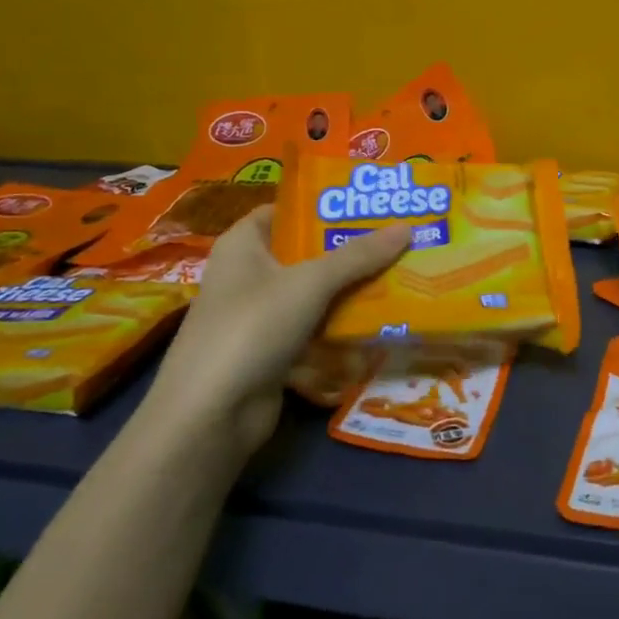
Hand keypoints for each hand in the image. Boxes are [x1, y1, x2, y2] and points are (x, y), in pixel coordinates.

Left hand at [143, 207, 411, 458]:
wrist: (211, 415)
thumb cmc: (251, 328)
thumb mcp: (310, 283)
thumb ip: (358, 256)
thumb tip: (407, 227)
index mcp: (244, 244)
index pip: (287, 210)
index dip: (325, 204)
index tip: (370, 203)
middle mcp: (249, 273)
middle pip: (307, 251)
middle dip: (350, 247)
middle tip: (400, 236)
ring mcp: (259, 314)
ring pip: (315, 291)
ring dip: (352, 286)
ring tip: (402, 272)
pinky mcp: (272, 349)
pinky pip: (315, 325)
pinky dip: (342, 322)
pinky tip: (381, 318)